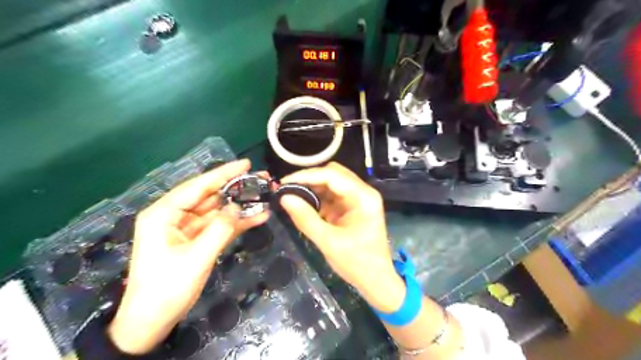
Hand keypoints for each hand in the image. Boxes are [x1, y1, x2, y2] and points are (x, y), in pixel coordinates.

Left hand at [107, 160, 267, 353]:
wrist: (151, 322)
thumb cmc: (167, 288)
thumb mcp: (196, 258)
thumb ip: (220, 229)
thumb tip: (238, 207)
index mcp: (163, 214)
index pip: (197, 186)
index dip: (223, 173)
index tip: (246, 164)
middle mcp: (173, 216)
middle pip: (209, 196)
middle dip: (235, 188)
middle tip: (261, 180)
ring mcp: (185, 229)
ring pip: (217, 211)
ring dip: (239, 206)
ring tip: (264, 196)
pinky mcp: (195, 241)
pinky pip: (218, 226)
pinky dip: (236, 223)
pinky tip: (257, 217)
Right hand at [281, 161, 405, 311]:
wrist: (376, 280)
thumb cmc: (357, 263)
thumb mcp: (328, 242)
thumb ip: (305, 218)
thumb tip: (284, 198)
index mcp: (363, 197)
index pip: (332, 175)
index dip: (306, 176)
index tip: (284, 183)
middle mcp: (363, 192)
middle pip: (333, 174)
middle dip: (309, 179)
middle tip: (286, 189)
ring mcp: (358, 198)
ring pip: (331, 183)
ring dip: (312, 188)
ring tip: (291, 195)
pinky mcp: (352, 206)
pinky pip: (332, 195)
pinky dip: (317, 197)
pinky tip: (304, 203)